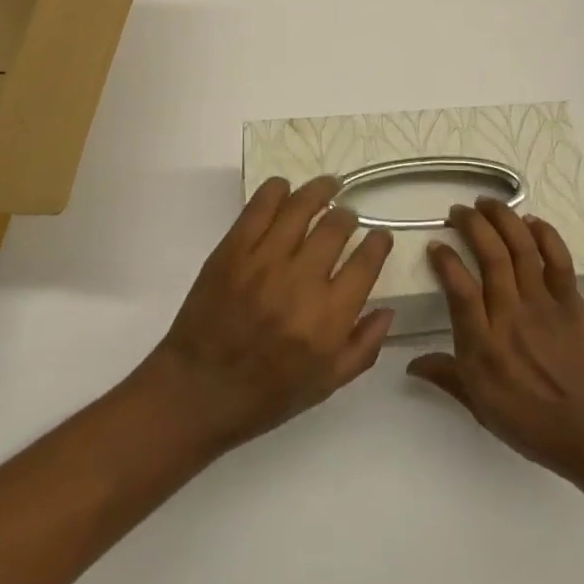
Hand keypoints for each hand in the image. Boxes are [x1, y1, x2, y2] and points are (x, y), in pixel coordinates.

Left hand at [139, 176, 394, 455]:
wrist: (195, 393)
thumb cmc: (264, 396)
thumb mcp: (324, 385)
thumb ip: (362, 348)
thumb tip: (388, 309)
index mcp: (327, 320)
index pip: (366, 262)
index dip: (379, 243)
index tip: (379, 237)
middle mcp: (300, 283)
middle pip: (336, 226)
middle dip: (348, 216)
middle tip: (346, 218)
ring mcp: (264, 261)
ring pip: (302, 205)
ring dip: (321, 190)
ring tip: (327, 187)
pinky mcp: (233, 249)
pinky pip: (261, 204)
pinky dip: (278, 190)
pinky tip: (286, 191)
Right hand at [407, 197, 583, 480]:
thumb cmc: (534, 425)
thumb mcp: (482, 410)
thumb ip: (447, 378)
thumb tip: (411, 364)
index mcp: (486, 348)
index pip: (460, 290)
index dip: (446, 261)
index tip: (436, 243)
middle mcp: (512, 317)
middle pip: (491, 256)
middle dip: (472, 224)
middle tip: (458, 210)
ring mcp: (544, 305)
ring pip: (521, 248)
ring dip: (502, 218)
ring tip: (486, 202)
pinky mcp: (570, 300)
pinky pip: (557, 258)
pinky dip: (545, 234)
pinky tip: (530, 221)